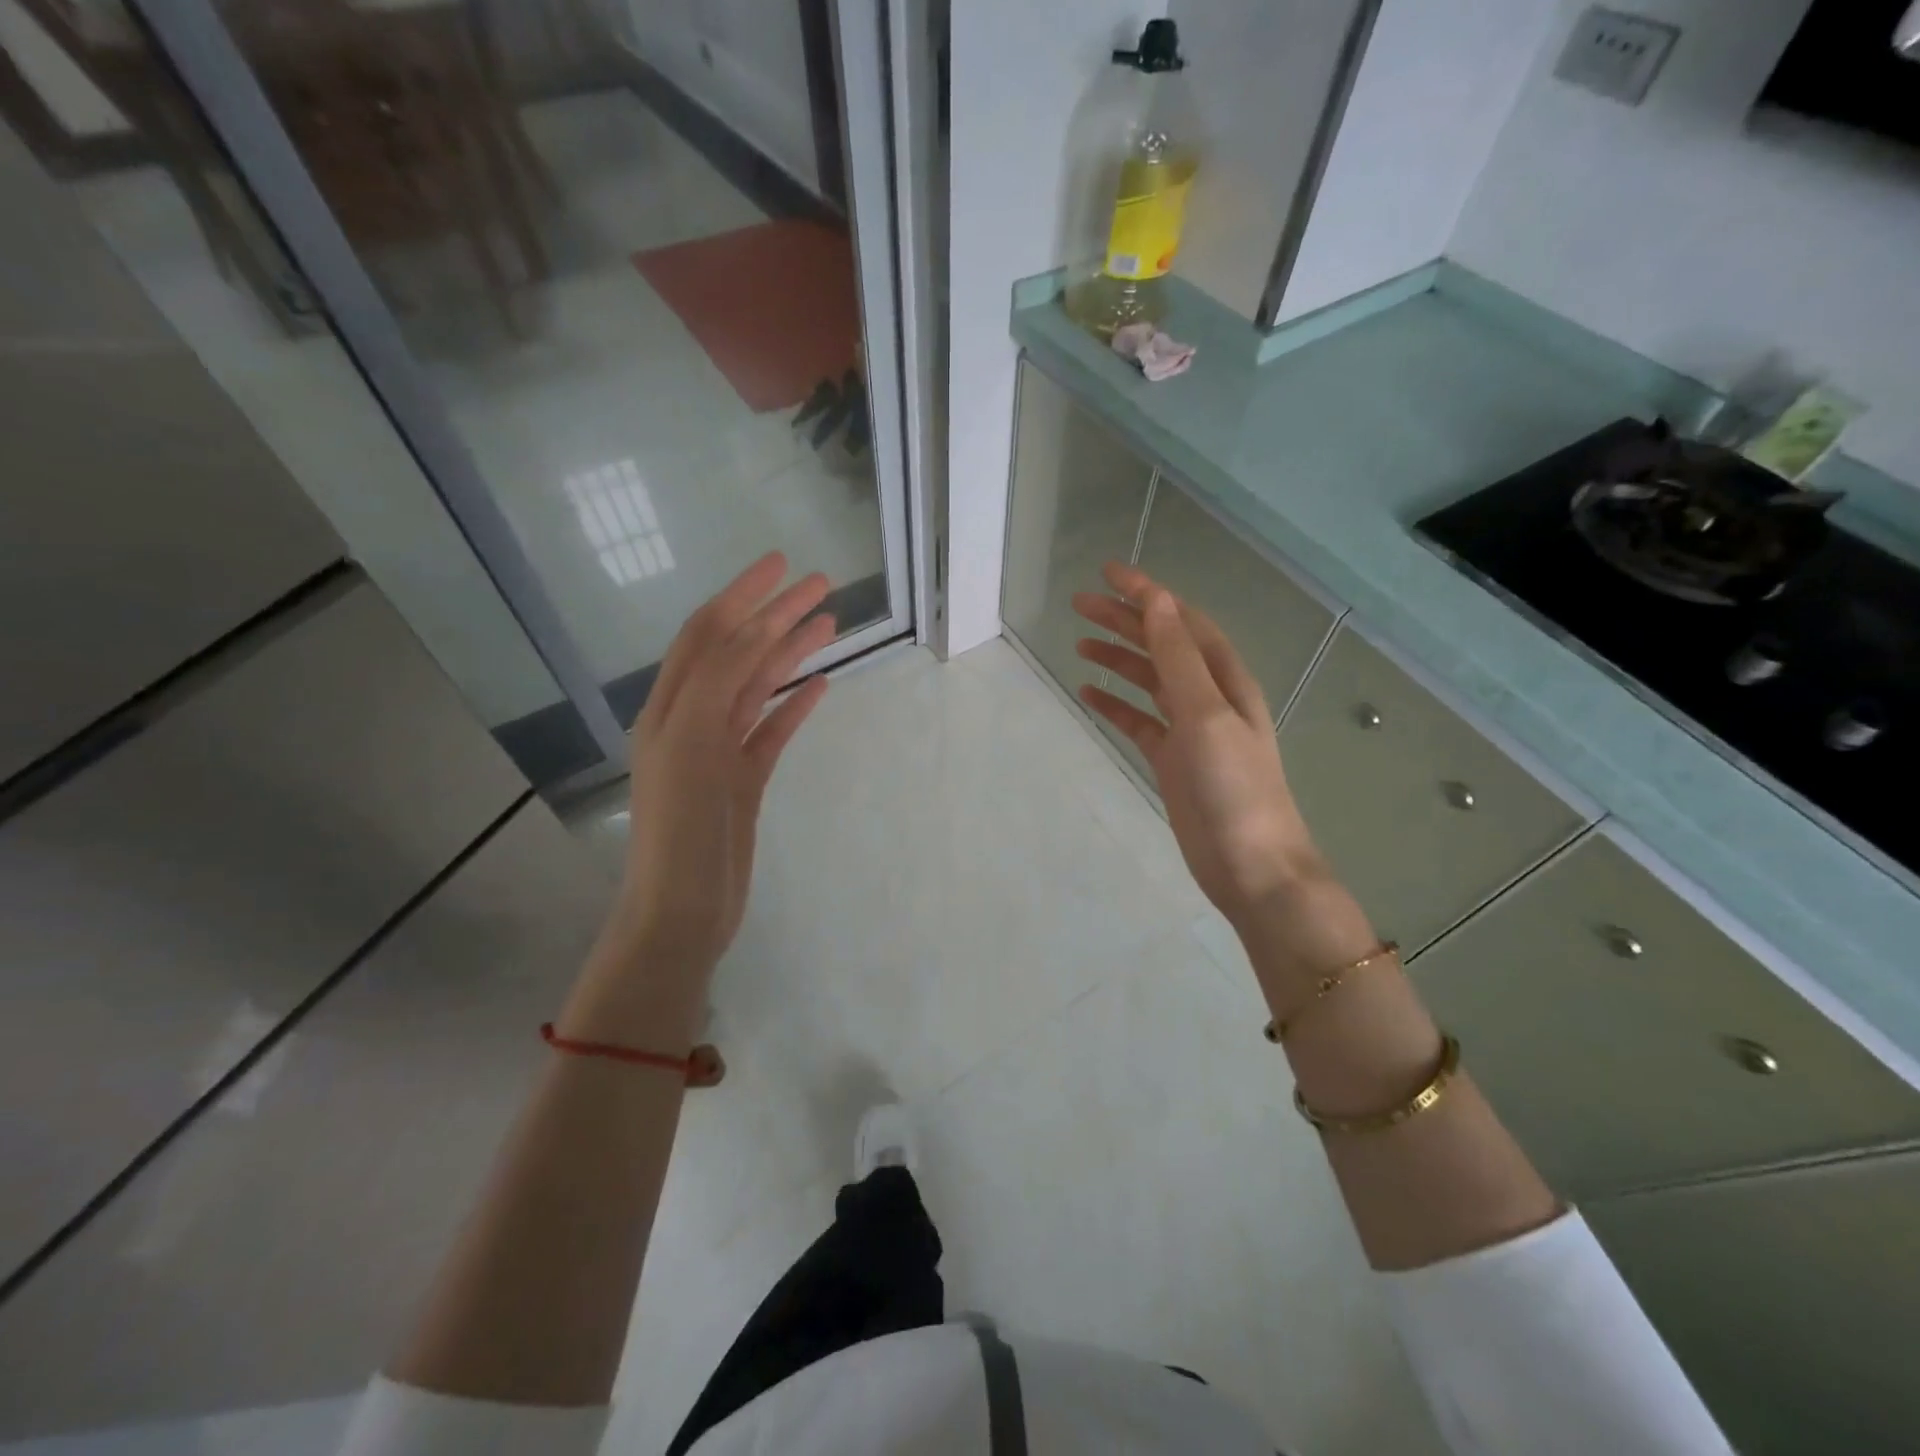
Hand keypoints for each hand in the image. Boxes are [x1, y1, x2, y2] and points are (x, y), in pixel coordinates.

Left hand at [614, 552, 834, 979]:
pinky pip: (772, 730)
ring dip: (791, 653)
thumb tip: (752, 630)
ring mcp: (720, 750)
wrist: (683, 909)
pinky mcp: (743, 779)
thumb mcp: (693, 747)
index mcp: (671, 707)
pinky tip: (821, 686)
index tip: (782, 562)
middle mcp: (692, 720)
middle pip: (739, 653)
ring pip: (759, 688)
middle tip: (821, 585)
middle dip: (776, 615)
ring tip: (829, 624)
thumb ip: (718, 685)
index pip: (709, 634)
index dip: (742, 594)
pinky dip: (795, 705)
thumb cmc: (682, 829)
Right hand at [1072, 563, 1328, 930]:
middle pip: (1161, 645)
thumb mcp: (1207, 715)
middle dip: (1124, 620)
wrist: (1252, 867)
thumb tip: (1157, 603)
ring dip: (1117, 658)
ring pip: (1148, 680)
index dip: (1148, 594)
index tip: (1108, 573)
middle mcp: (1209, 696)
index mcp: (1224, 678)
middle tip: (1079, 604)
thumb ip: (1179, 659)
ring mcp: (1190, 730)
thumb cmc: (1235, 788)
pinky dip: (1115, 704)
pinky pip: (1139, 721)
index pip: (1181, 621)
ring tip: (1080, 641)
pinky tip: (1089, 693)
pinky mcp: (1173, 761)